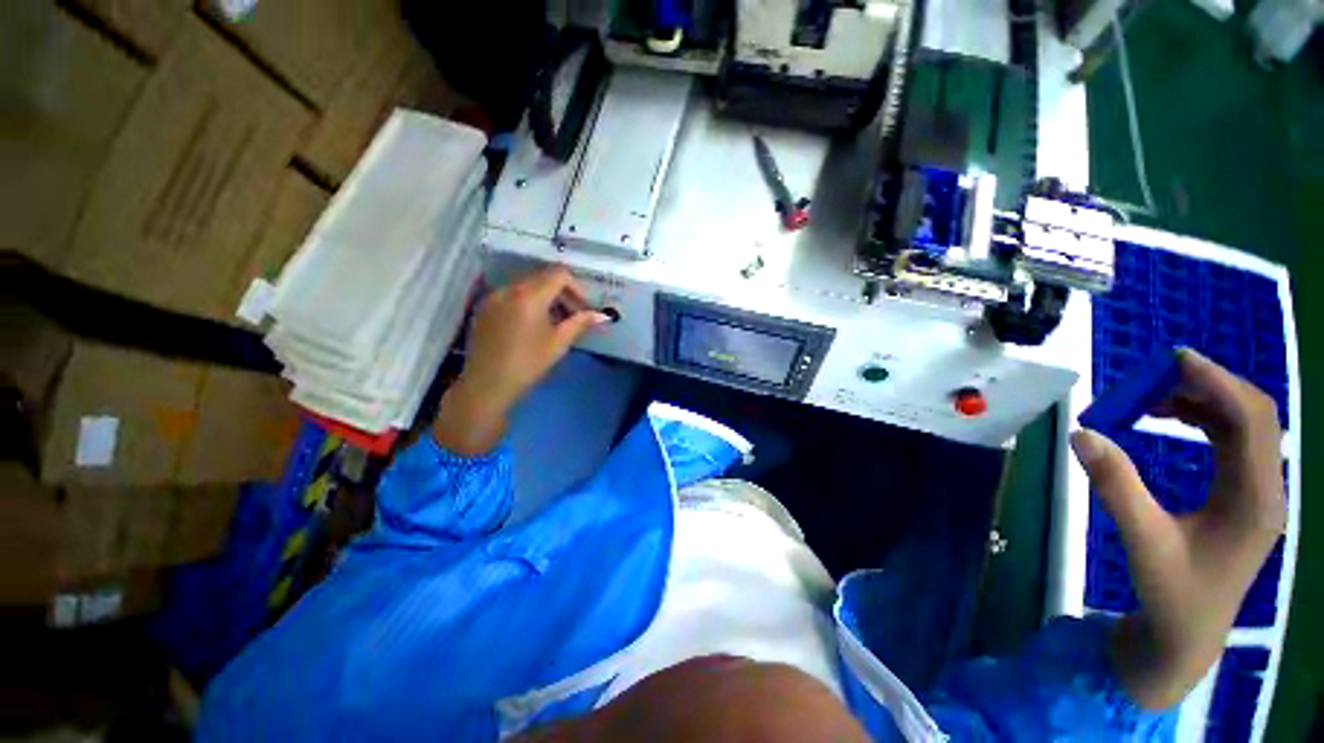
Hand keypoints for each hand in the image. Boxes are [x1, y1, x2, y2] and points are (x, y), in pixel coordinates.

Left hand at [433, 266, 608, 454]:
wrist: (487, 385)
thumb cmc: (528, 364)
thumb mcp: (558, 343)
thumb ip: (580, 323)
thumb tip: (603, 316)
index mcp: (530, 296)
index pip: (559, 274)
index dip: (577, 289)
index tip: (583, 309)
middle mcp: (509, 289)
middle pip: (543, 278)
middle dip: (563, 293)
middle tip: (573, 316)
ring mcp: (493, 297)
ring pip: (527, 286)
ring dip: (546, 298)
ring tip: (554, 323)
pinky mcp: (485, 308)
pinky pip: (512, 296)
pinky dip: (528, 303)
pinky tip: (532, 326)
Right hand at [1070, 349, 1283, 709]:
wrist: (1188, 633)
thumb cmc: (1171, 592)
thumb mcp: (1141, 540)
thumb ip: (1115, 485)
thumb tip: (1083, 433)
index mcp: (1254, 499)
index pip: (1251, 421)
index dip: (1217, 383)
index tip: (1174, 360)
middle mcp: (1266, 488)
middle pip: (1254, 415)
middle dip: (1209, 386)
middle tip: (1157, 375)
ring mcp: (1258, 491)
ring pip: (1244, 425)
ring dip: (1204, 401)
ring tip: (1155, 397)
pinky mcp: (1244, 494)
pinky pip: (1233, 440)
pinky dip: (1204, 419)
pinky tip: (1173, 419)